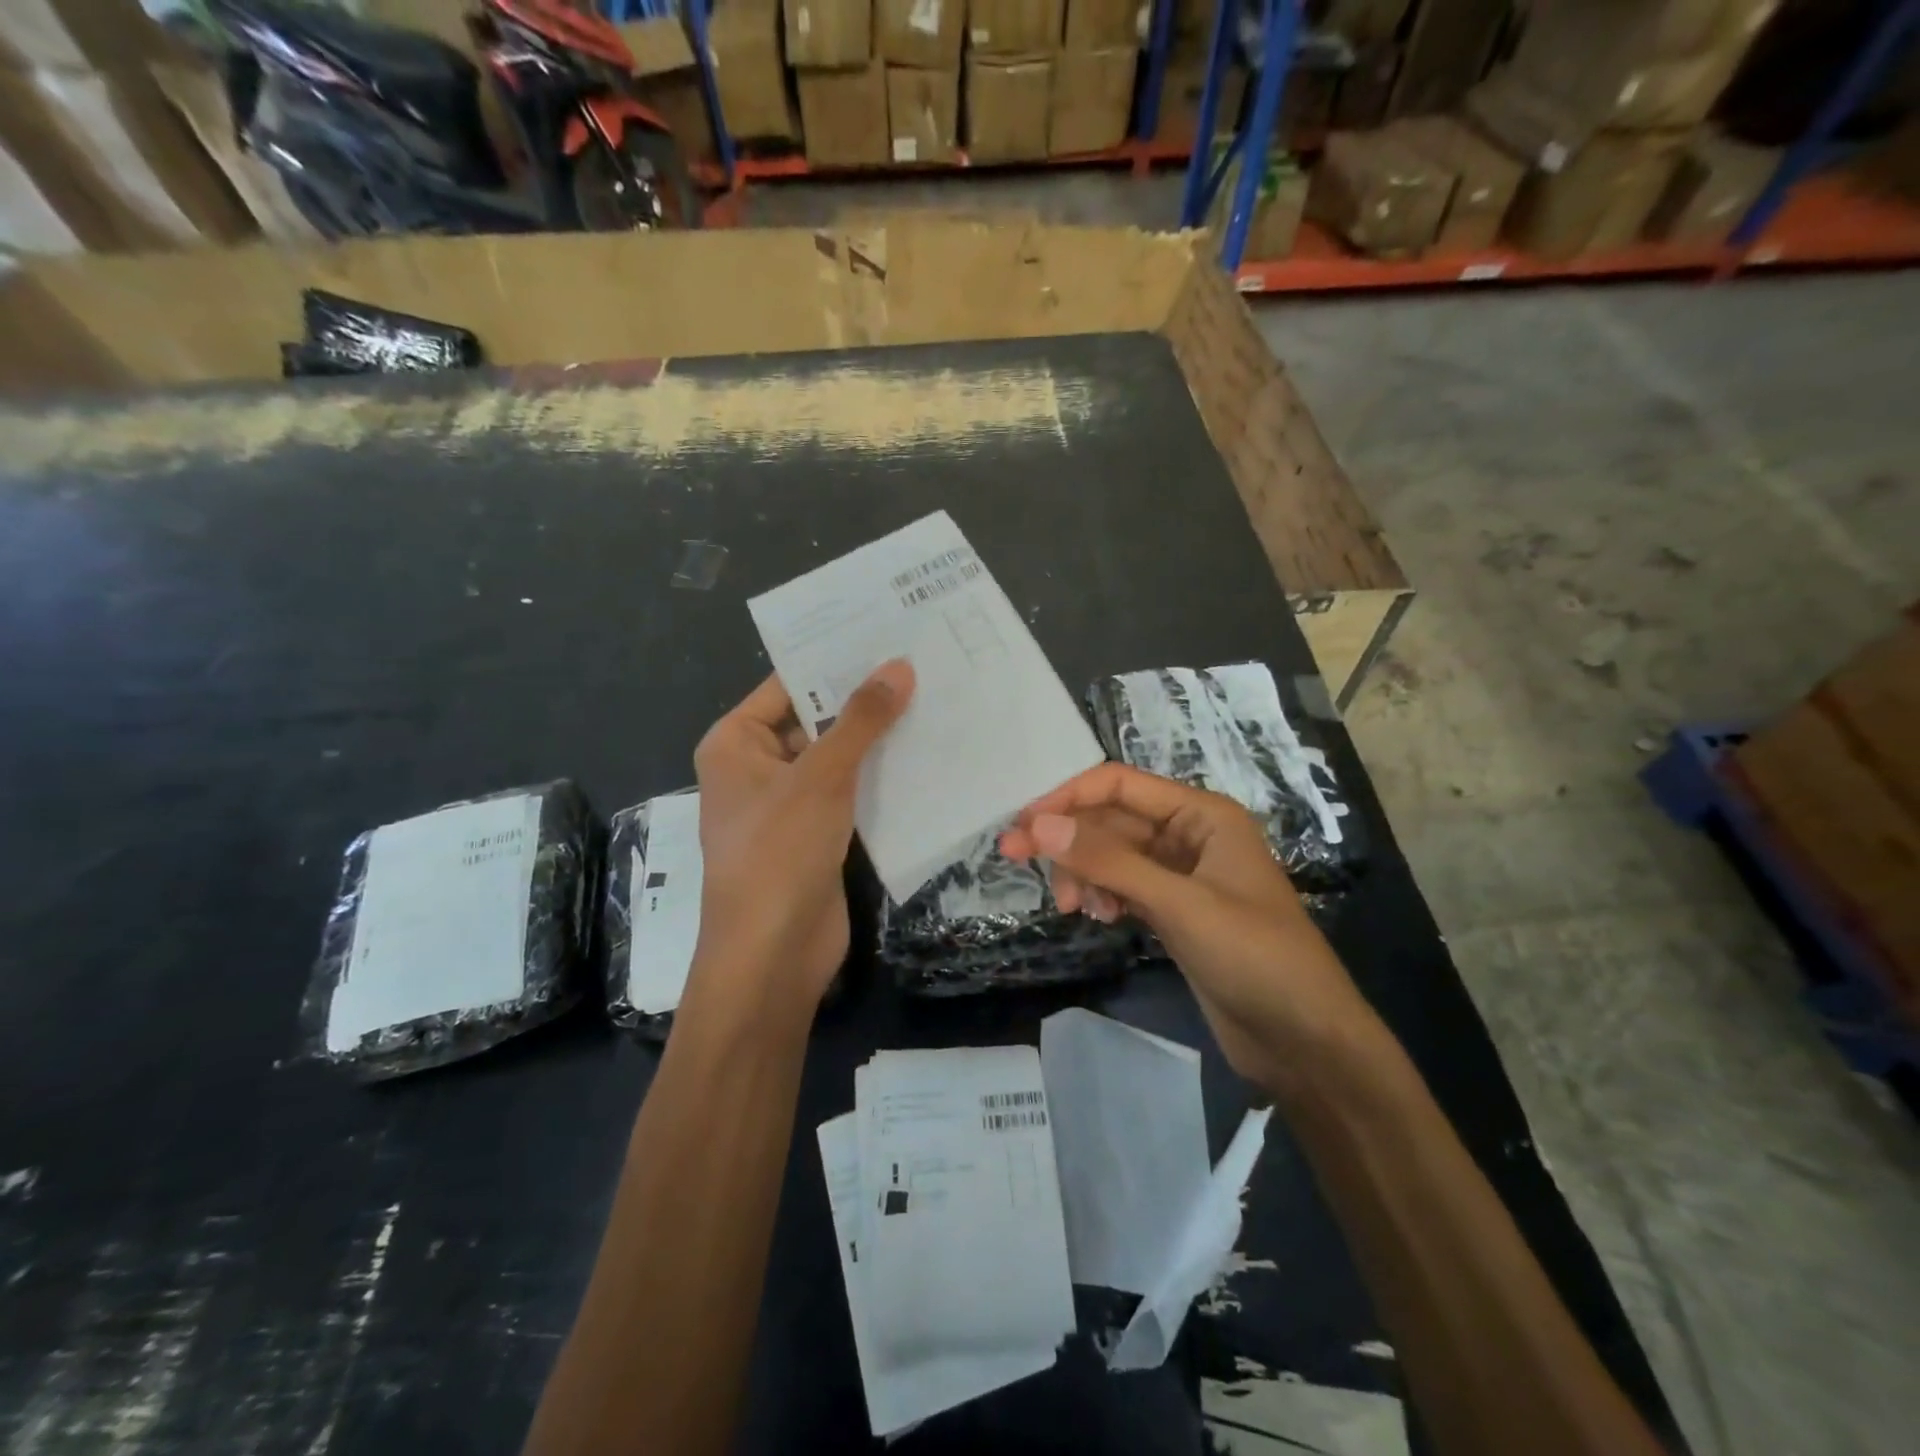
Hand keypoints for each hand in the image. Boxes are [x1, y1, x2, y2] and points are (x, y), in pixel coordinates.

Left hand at [689, 659, 915, 1023]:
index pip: (788, 685)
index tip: (887, 633)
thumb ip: (860, 720)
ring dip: (878, 740)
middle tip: (922, 663)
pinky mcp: (817, 834)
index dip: (835, 661)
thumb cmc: (779, 853)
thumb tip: (899, 666)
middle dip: (864, 700)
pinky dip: (881, 778)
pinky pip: (851, 793)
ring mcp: (788, 803)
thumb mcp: (820, 777)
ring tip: (934, 699)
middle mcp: (757, 767)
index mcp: (736, 742)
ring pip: (838, 758)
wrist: (772, 955)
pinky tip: (927, 756)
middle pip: (815, 720)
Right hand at [999, 764, 1377, 1088]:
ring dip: (1083, 872)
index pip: (1119, 785)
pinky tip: (1097, 917)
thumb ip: (1108, 861)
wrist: (1306, 1041)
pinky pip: (1122, 887)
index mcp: (1202, 814)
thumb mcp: (1178, 903)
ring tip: (1070, 906)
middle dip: (1067, 840)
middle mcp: (1189, 835)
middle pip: (1110, 821)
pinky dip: (1102, 895)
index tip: (1022, 825)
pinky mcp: (1174, 912)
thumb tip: (1037, 825)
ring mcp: (1181, 876)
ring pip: (1112, 856)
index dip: (1067, 798)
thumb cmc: (1254, 956)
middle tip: (1016, 860)